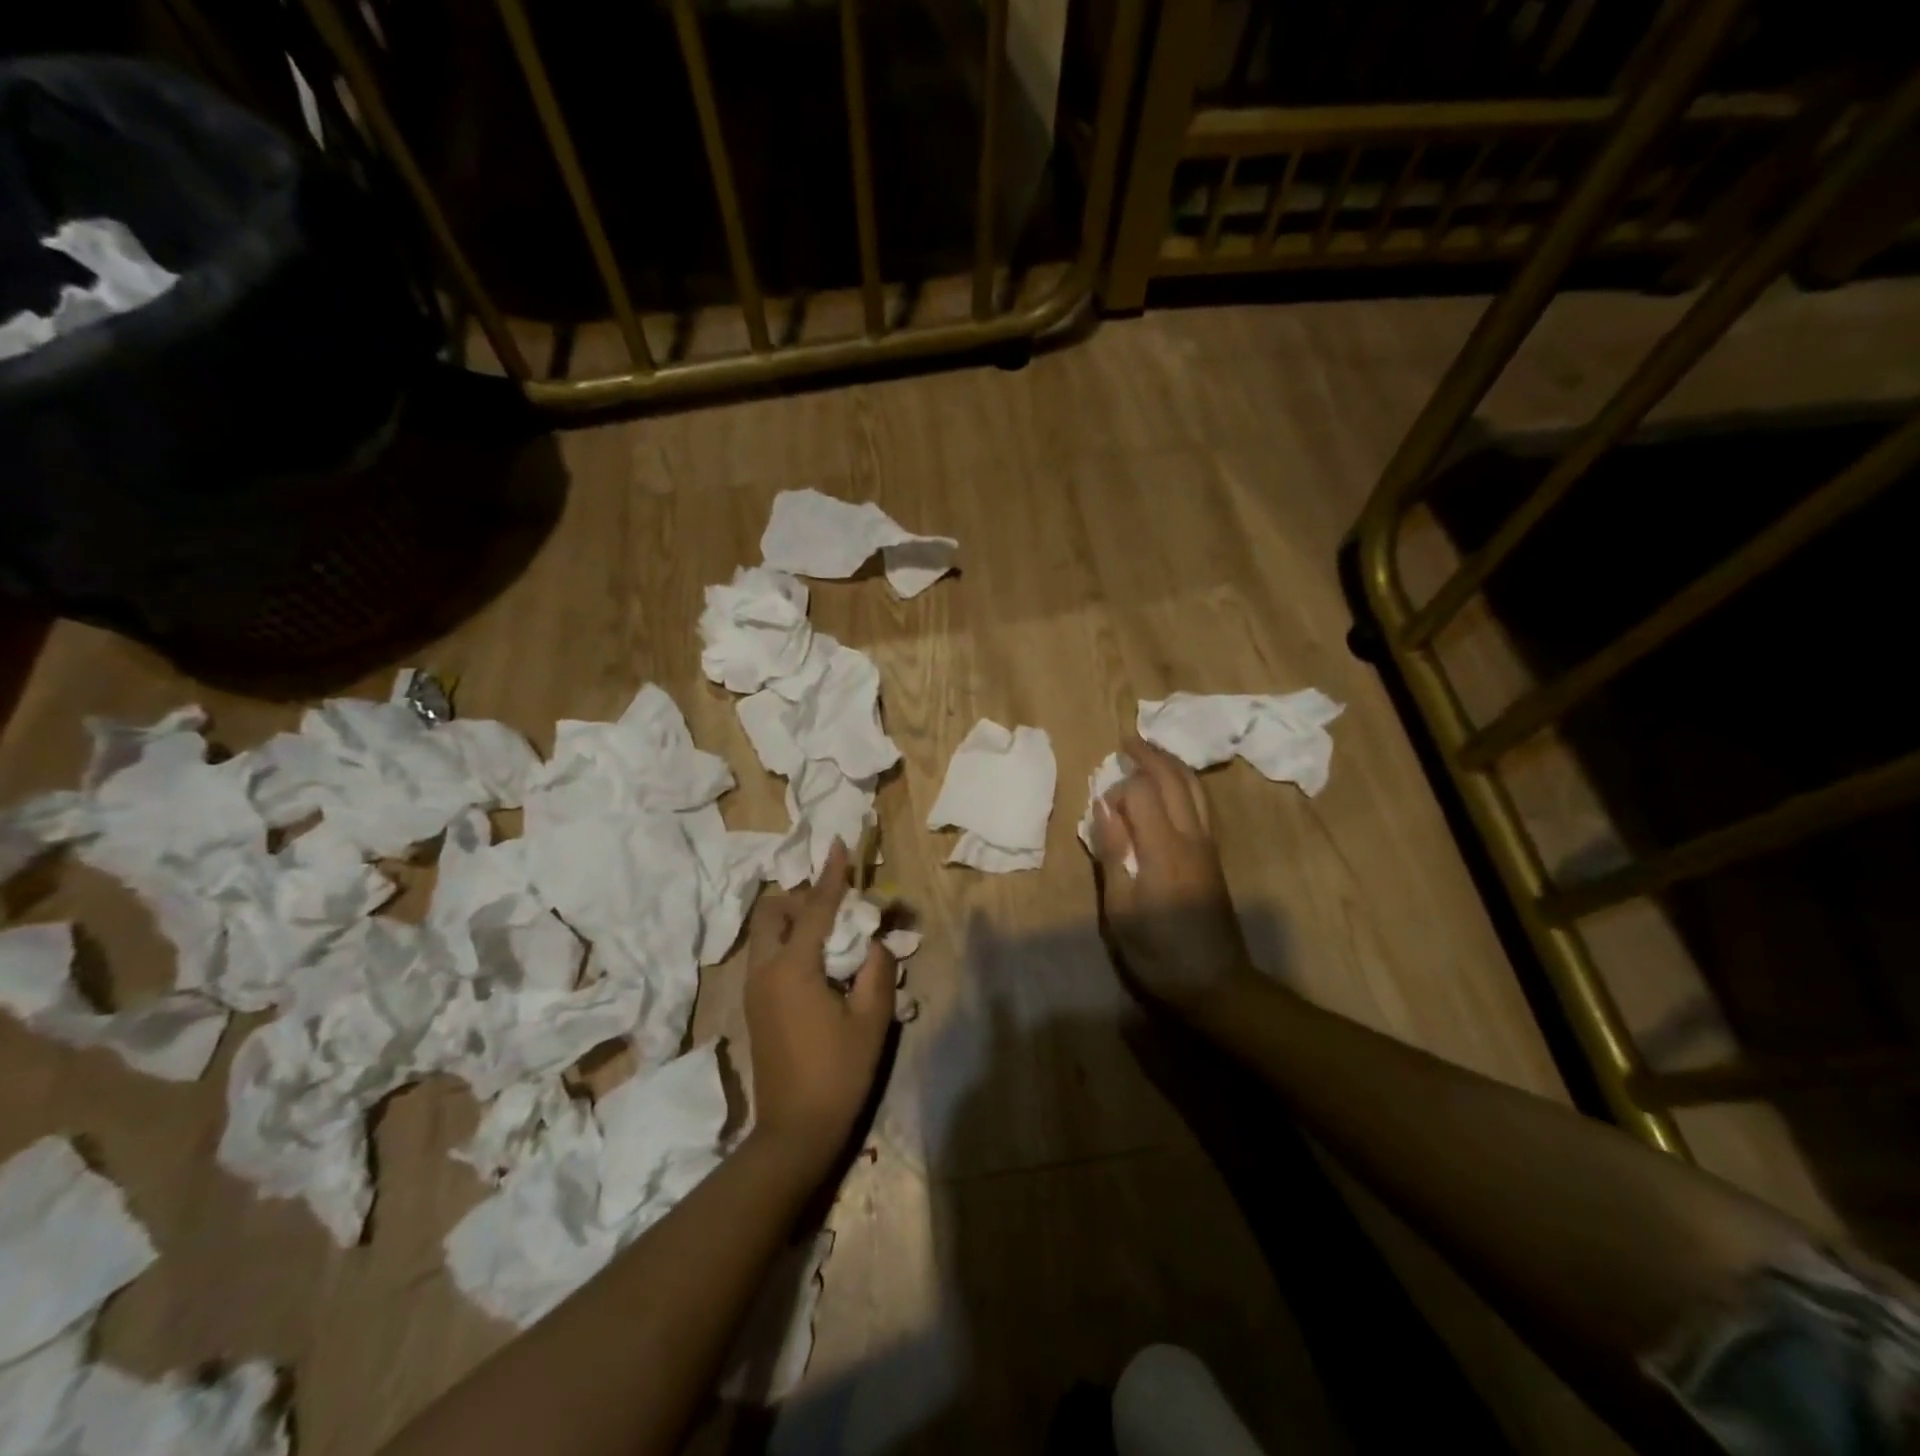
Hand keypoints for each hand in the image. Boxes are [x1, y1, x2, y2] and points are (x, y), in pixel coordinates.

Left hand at [744, 840, 895, 1170]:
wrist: (794, 1132)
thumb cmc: (837, 1073)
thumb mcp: (871, 1020)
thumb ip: (877, 970)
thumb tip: (878, 942)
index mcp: (792, 969)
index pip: (814, 908)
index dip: (831, 876)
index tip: (839, 845)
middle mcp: (765, 970)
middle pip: (773, 913)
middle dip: (801, 898)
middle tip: (837, 908)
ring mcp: (754, 989)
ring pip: (767, 934)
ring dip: (795, 921)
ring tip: (833, 936)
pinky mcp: (755, 1006)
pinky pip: (769, 956)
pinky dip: (790, 944)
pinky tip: (820, 965)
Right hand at [1091, 735, 1255, 1021]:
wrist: (1216, 984)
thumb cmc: (1159, 952)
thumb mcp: (1121, 911)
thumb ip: (1113, 854)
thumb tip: (1105, 808)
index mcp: (1164, 849)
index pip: (1143, 793)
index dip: (1119, 790)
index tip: (1101, 807)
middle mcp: (1192, 837)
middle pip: (1175, 780)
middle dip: (1152, 755)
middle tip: (1128, 740)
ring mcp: (1208, 845)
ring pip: (1195, 789)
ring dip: (1173, 765)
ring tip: (1151, 753)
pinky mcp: (1214, 857)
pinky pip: (1201, 805)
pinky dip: (1185, 784)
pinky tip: (1172, 787)